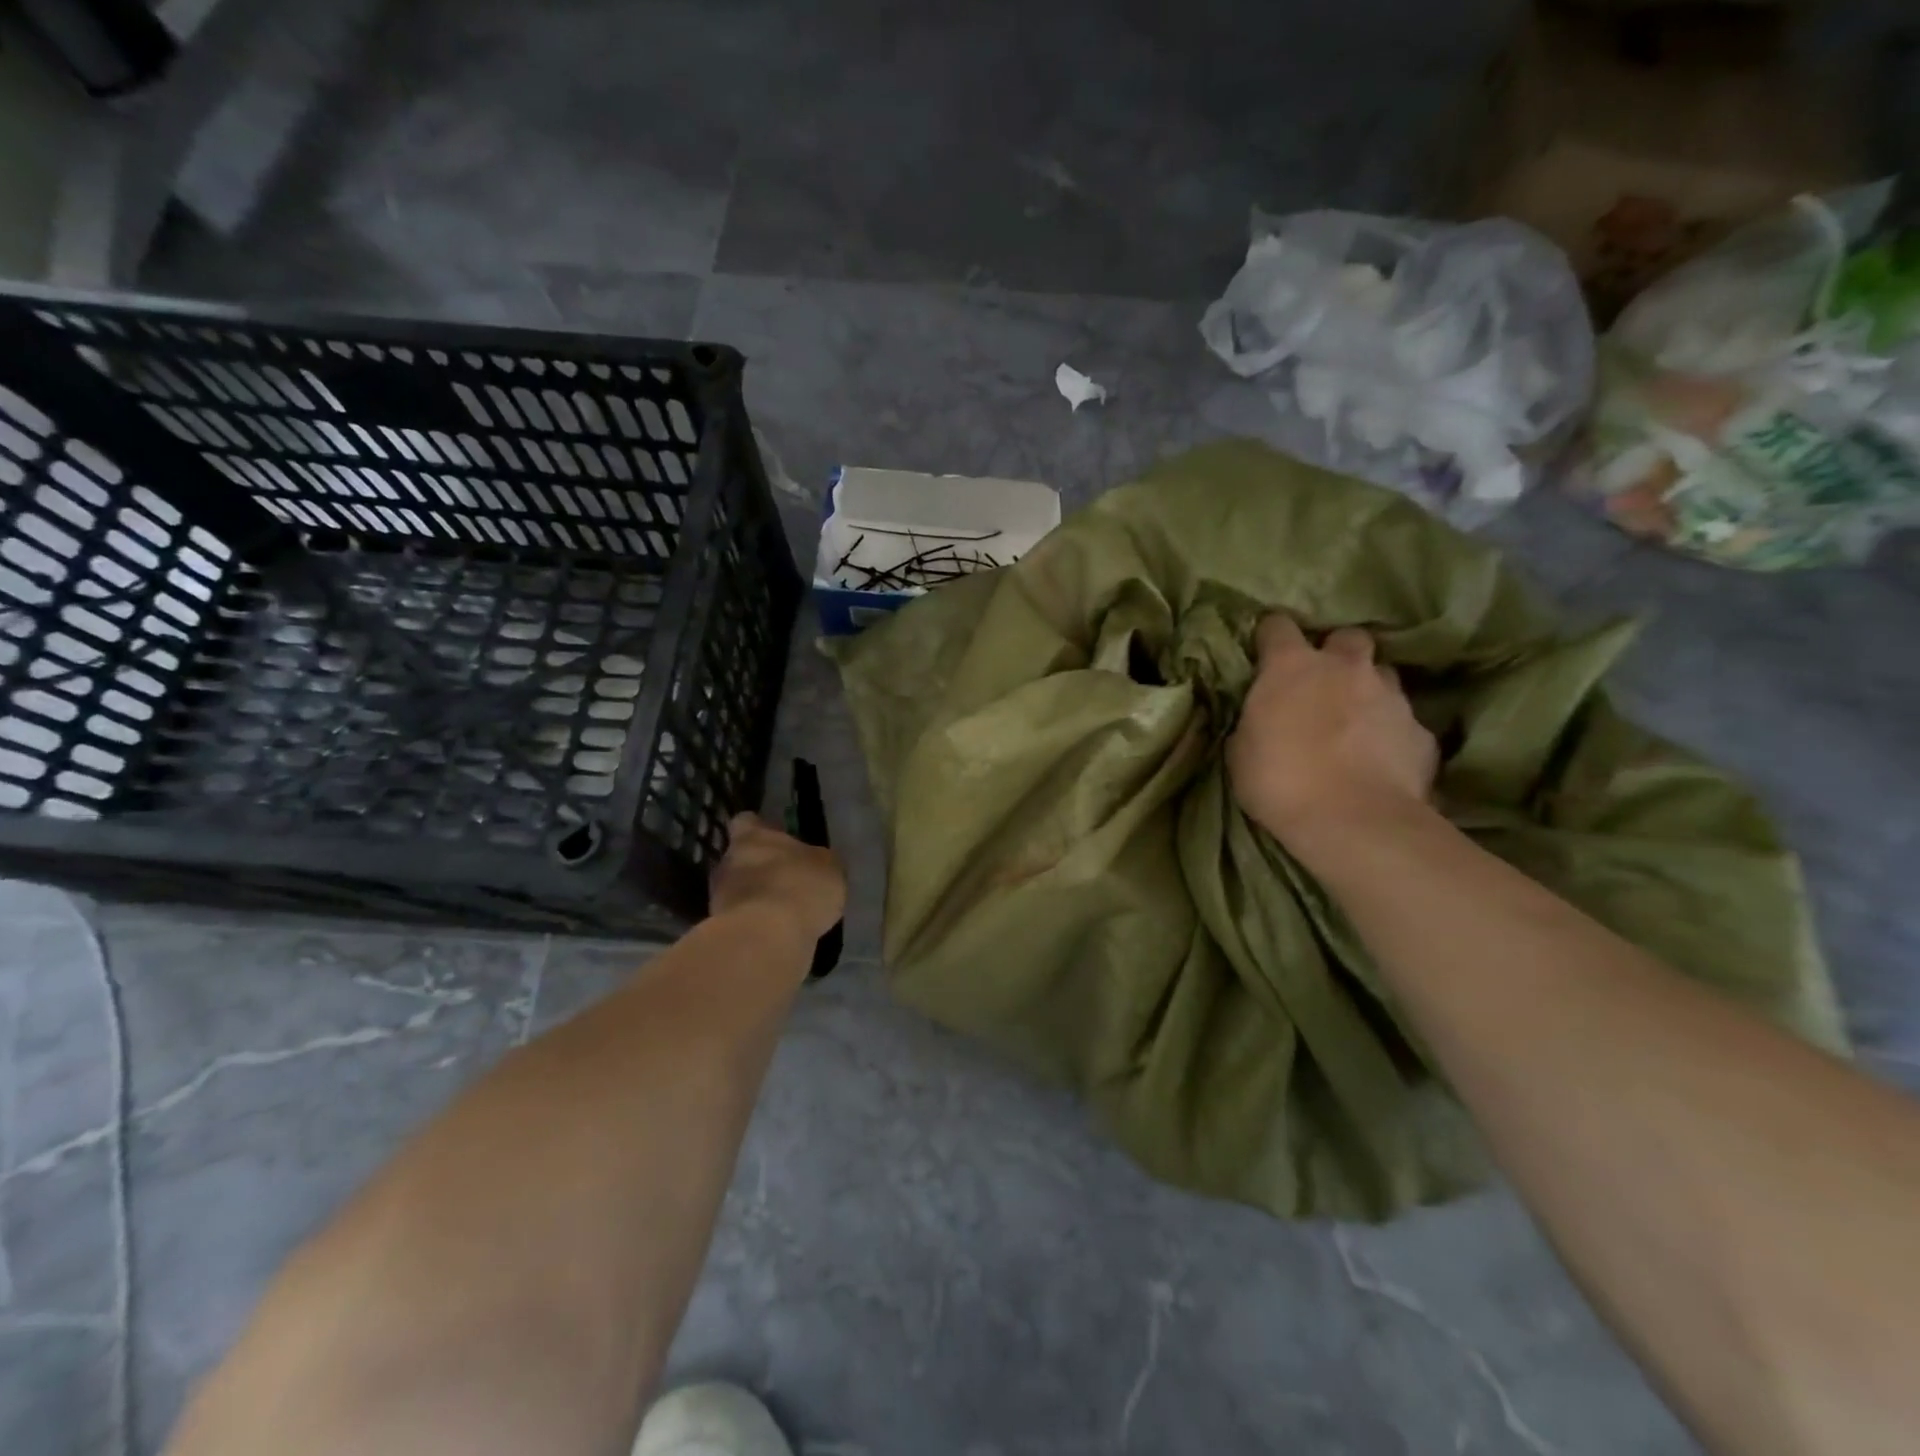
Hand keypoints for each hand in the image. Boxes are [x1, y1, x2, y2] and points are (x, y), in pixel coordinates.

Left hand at [710, 813, 845, 941]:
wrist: (767, 938)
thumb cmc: (800, 887)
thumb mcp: (828, 866)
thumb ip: (816, 860)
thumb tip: (814, 863)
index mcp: (752, 836)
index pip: (746, 822)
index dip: (759, 829)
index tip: (774, 839)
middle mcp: (728, 860)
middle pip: (739, 857)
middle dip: (758, 867)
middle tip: (784, 879)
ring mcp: (718, 896)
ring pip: (737, 890)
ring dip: (755, 897)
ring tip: (782, 912)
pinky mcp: (720, 929)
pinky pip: (740, 919)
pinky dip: (755, 924)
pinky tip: (776, 933)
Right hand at [1227, 615, 1437, 846]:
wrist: (1353, 821)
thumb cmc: (1279, 781)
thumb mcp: (1241, 752)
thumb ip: (1253, 722)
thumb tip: (1259, 719)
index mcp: (1292, 667)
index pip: (1278, 625)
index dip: (1271, 635)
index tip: (1265, 650)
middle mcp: (1345, 668)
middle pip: (1346, 637)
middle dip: (1335, 652)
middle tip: (1322, 681)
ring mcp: (1390, 696)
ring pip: (1382, 674)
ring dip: (1367, 689)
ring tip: (1355, 720)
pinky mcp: (1421, 732)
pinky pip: (1404, 720)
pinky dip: (1391, 732)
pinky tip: (1380, 758)